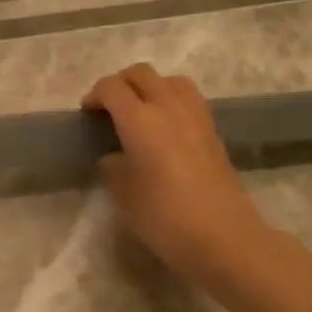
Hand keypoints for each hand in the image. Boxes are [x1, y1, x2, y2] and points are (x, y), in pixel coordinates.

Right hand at [83, 64, 270, 286]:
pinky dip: (171, 100)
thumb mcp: (124, 195)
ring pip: (169, 80)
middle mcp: (168, 107)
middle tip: (109, 108)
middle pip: (141, 74)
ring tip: (140, 112)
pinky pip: (188, 98)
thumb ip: (113, 168)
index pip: (112, 88)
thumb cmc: (165, 217)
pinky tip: (165, 128)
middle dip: (120, 83)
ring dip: (150, 87)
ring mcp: (195, 116)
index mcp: (140, 120)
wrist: (223, 237)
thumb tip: (113, 157)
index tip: (87, 115)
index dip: (94, 95)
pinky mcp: (212, 131)